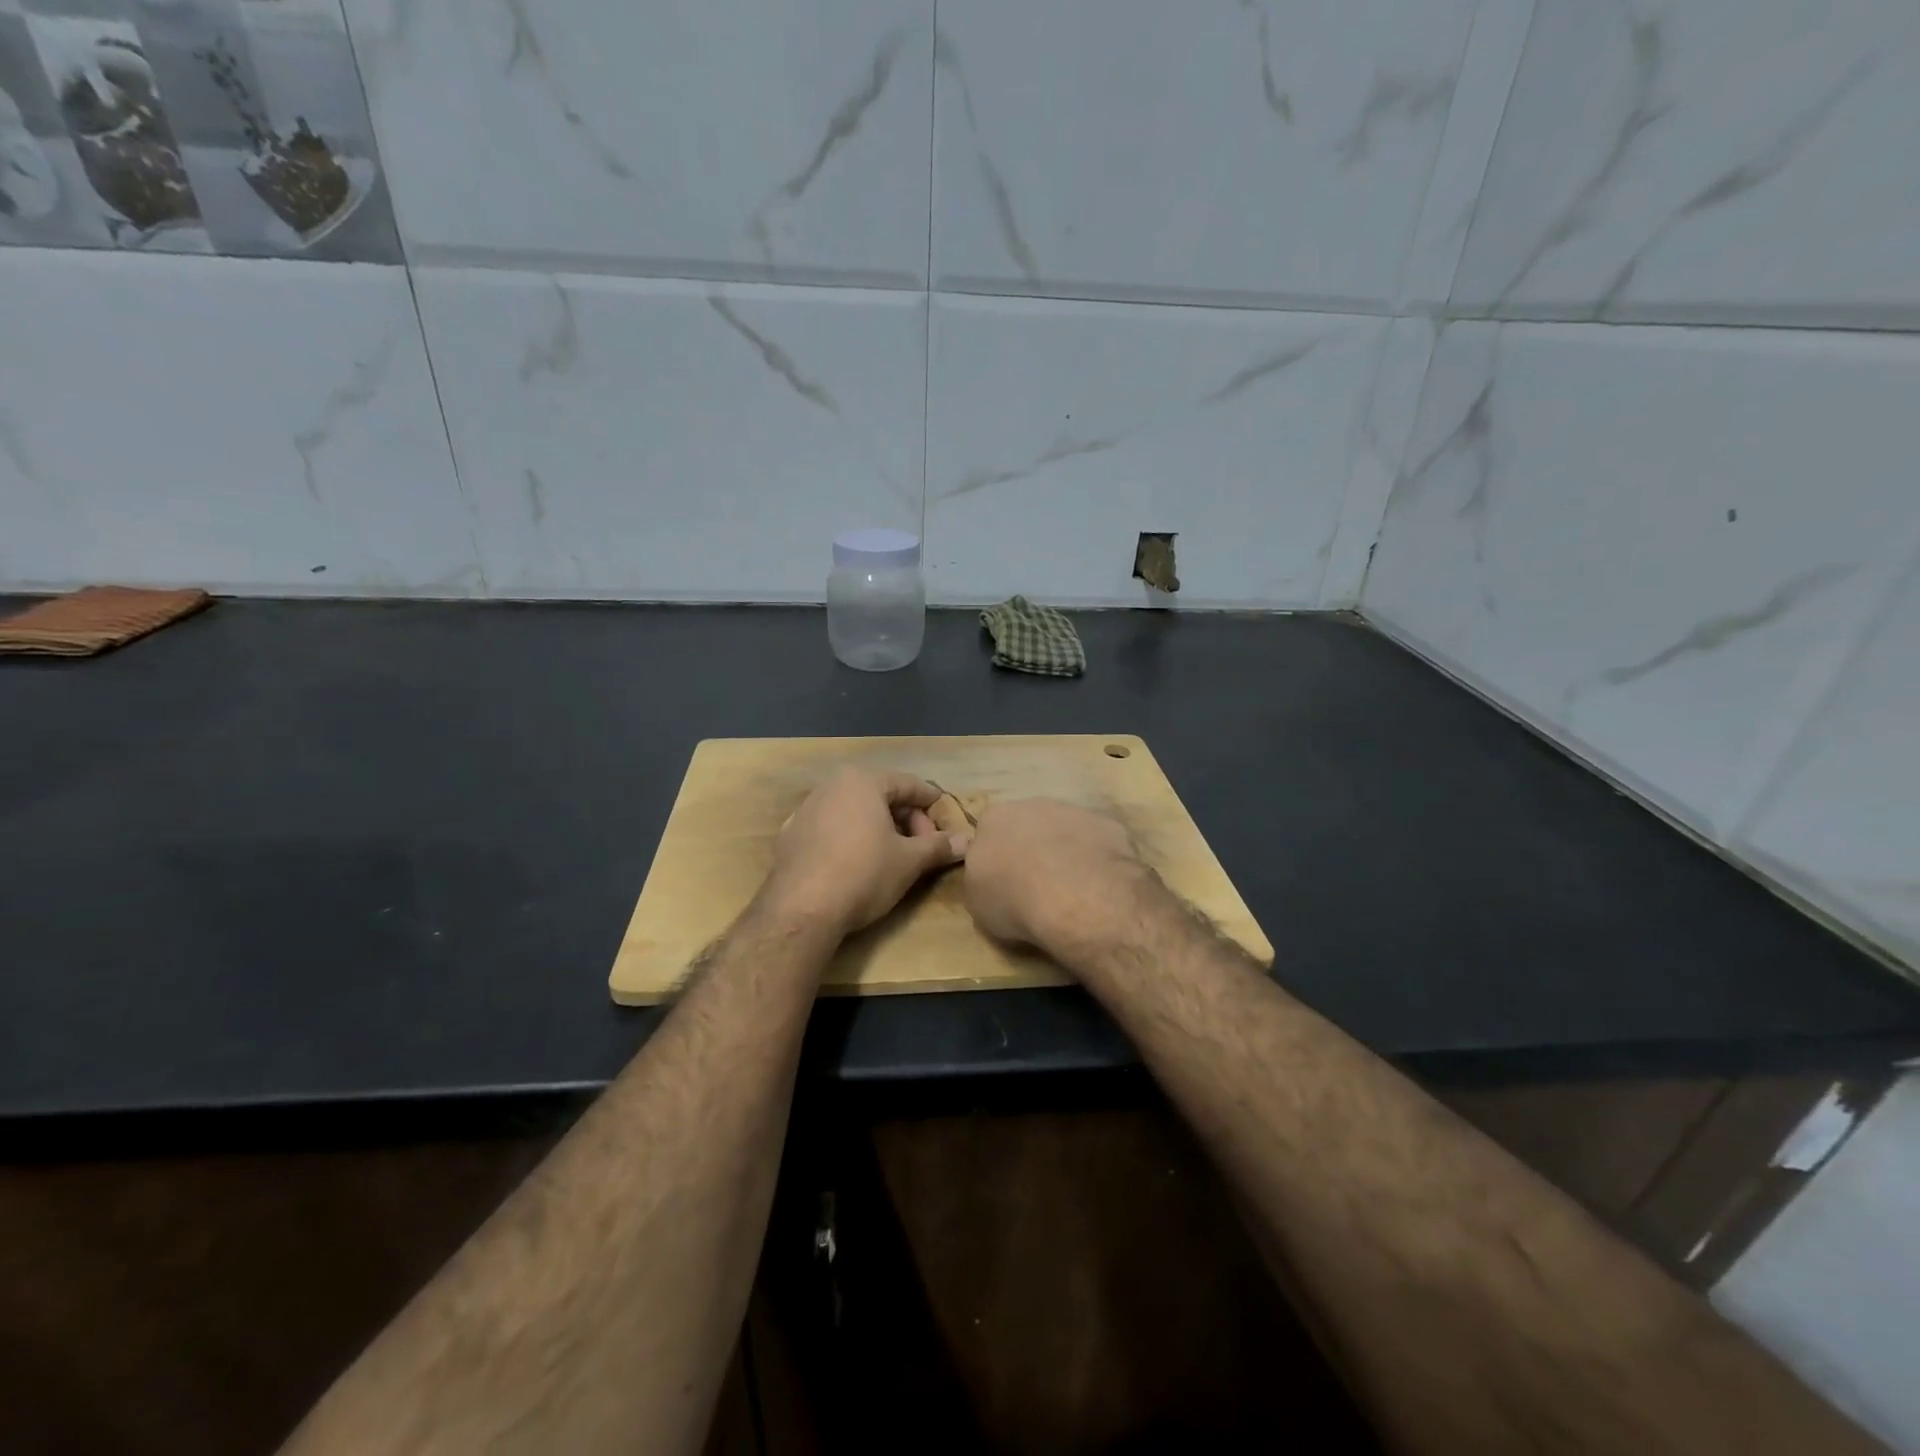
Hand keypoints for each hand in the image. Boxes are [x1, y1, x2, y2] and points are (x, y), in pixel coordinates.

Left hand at [762, 769, 969, 937]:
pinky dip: (850, 839)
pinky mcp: (790, 836)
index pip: (908, 784)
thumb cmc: (863, 873)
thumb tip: (968, 842)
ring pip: (853, 811)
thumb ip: (939, 847)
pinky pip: (830, 829)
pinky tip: (857, 864)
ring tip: (893, 856)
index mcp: (862, 781)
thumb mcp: (909, 861)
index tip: (946, 820)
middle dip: (905, 819)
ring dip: (878, 828)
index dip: (931, 802)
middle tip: (922, 846)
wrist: (801, 910)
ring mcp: (805, 810)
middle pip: (879, 795)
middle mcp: (831, 786)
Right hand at [962, 798, 1146, 952]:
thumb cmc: (1015, 901)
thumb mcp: (979, 903)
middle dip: (1032, 849)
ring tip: (1072, 889)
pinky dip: (1095, 858)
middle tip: (1038, 885)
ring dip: (1065, 851)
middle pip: (1028, 826)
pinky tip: (1098, 885)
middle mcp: (1030, 805)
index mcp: (993, 820)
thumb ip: (983, 880)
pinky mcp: (1107, 824)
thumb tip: (992, 878)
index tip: (1005, 884)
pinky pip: (1097, 841)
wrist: (1076, 896)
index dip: (998, 860)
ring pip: (1065, 830)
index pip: (989, 835)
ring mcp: (1072, 811)